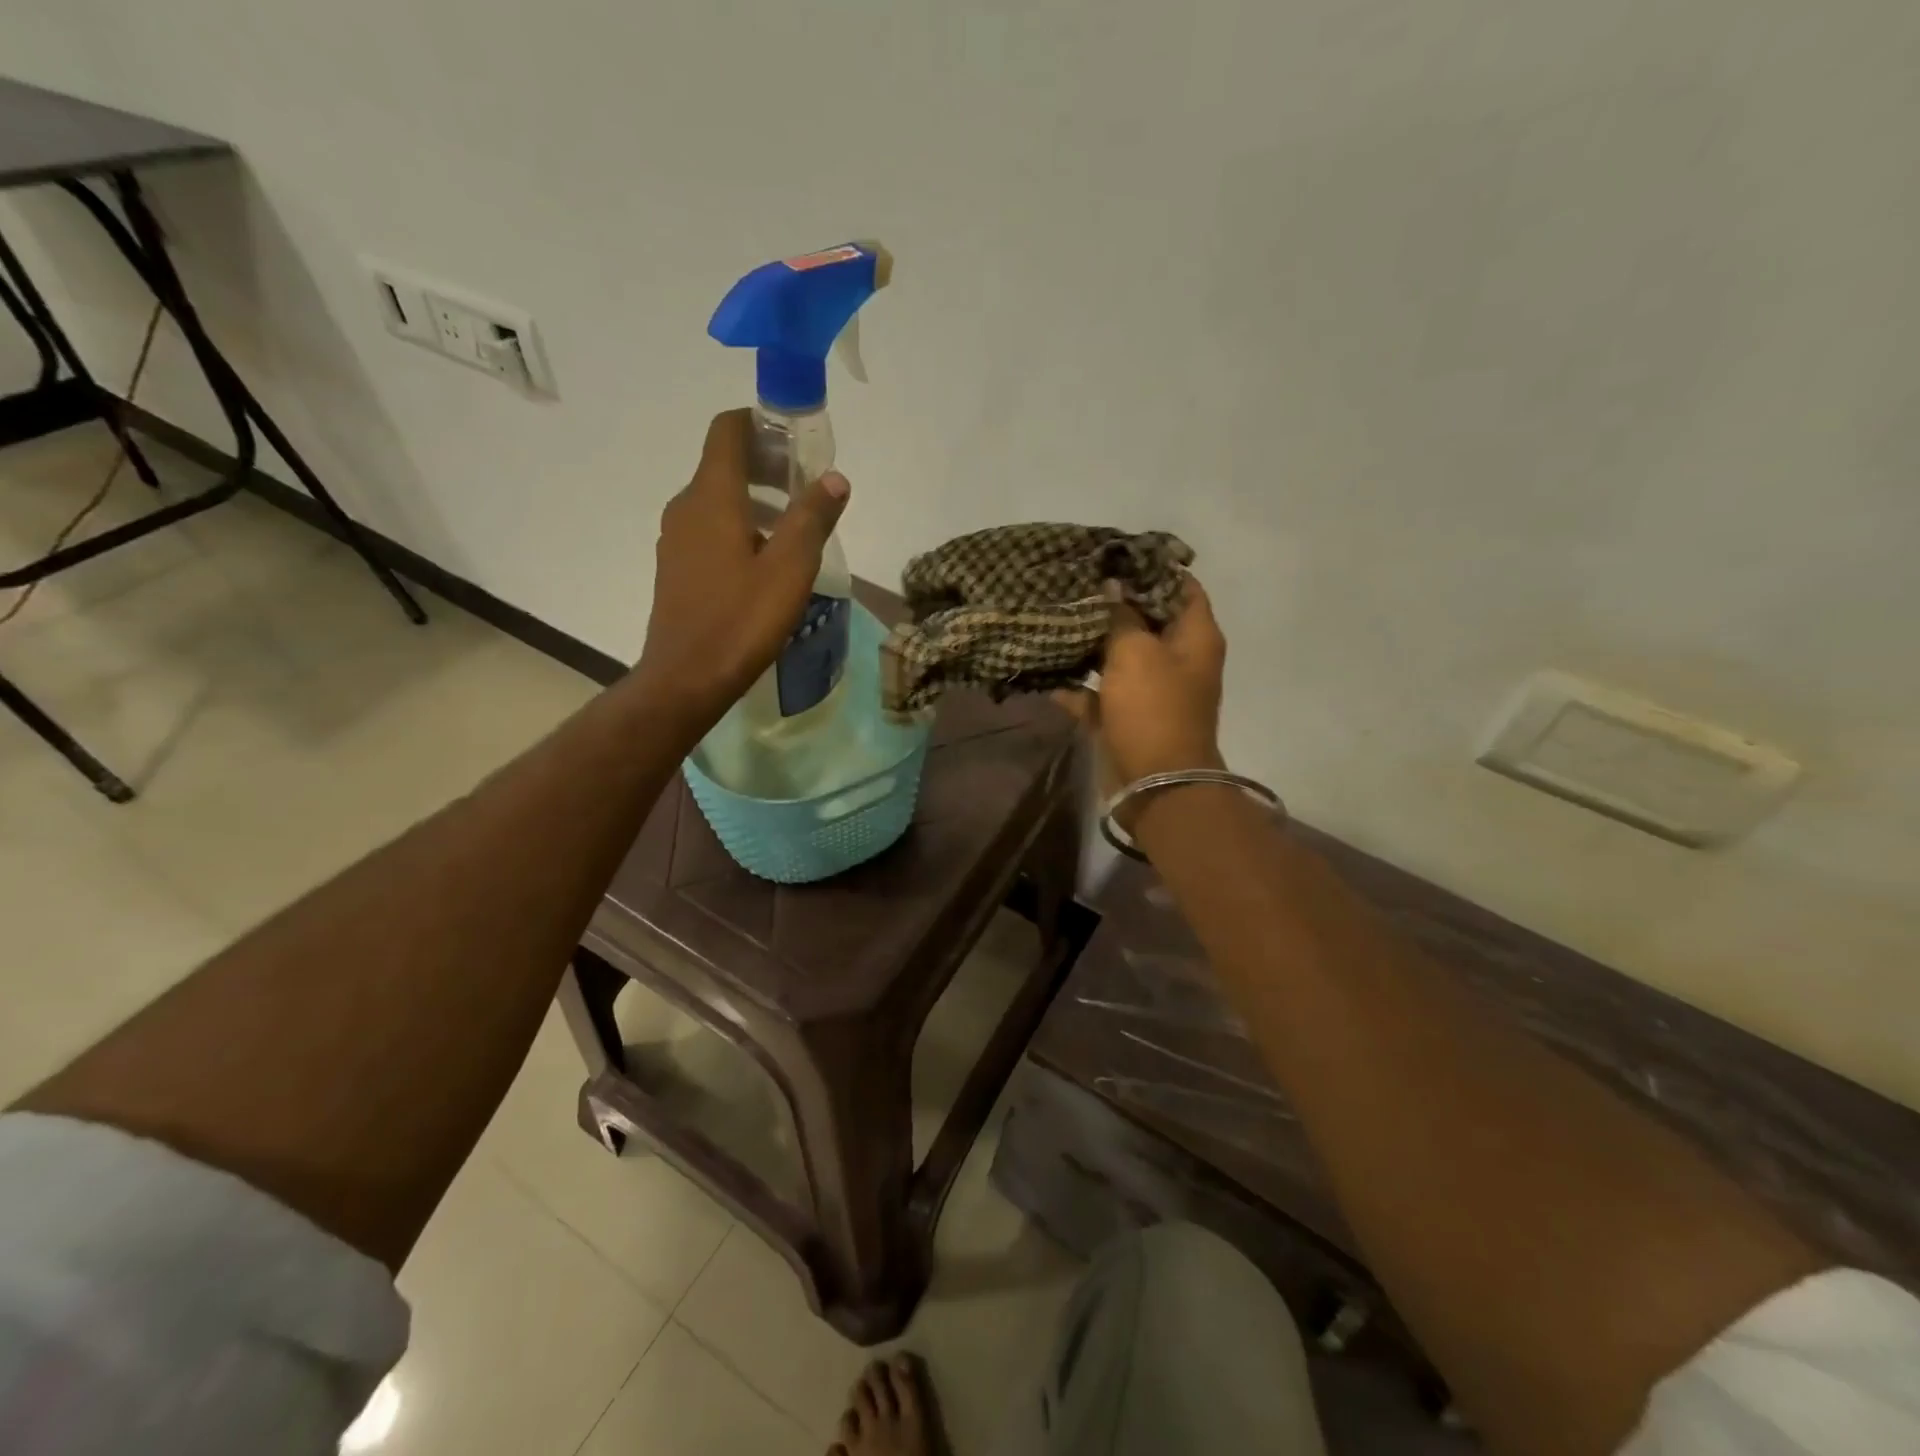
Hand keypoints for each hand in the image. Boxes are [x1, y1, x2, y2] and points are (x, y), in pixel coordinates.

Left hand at [638, 409, 848, 718]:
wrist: (687, 678)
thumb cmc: (741, 620)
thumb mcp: (790, 568)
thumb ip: (813, 518)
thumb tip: (834, 478)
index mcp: (712, 497)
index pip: (728, 430)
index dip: (760, 422)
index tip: (796, 438)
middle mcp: (686, 507)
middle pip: (724, 464)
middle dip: (768, 465)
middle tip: (809, 488)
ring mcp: (676, 538)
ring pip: (718, 499)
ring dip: (757, 500)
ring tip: (796, 528)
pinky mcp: (676, 567)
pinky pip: (710, 529)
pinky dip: (740, 527)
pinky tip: (767, 562)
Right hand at [1058, 576, 1226, 806]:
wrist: (1154, 782)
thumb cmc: (1153, 707)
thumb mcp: (1136, 651)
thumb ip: (1122, 614)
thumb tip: (1112, 584)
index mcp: (1194, 637)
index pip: (1181, 586)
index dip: (1152, 567)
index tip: (1115, 554)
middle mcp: (1176, 659)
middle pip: (1145, 618)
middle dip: (1112, 601)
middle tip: (1076, 579)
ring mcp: (1149, 689)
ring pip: (1117, 654)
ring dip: (1089, 639)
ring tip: (1055, 613)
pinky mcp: (1123, 715)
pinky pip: (1097, 691)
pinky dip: (1074, 683)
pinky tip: (1043, 666)